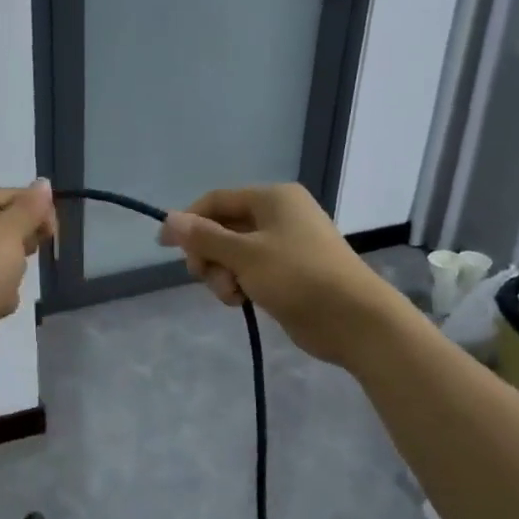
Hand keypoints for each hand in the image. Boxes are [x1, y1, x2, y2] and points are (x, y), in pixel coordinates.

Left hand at [0, 181, 57, 367]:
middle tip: (33, 252)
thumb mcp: (11, 230)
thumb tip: (43, 182)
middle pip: (5, 227)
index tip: (54, 230)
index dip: (36, 206)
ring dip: (13, 273)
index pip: (9, 195)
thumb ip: (30, 208)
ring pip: (1, 261)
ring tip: (9, 284)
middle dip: (25, 241)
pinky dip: (0, 296)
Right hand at [157, 183, 393, 365]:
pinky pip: (250, 270)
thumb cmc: (298, 276)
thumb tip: (168, 219)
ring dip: (222, 274)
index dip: (188, 220)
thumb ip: (204, 237)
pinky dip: (240, 283)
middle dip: (208, 254)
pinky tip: (241, 301)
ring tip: (232, 296)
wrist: (354, 320)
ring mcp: (285, 244)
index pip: (216, 200)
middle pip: (223, 227)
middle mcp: (278, 215)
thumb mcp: (245, 255)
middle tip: (203, 277)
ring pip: (234, 253)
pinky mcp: (289, 272)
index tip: (164, 246)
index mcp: (272, 198)